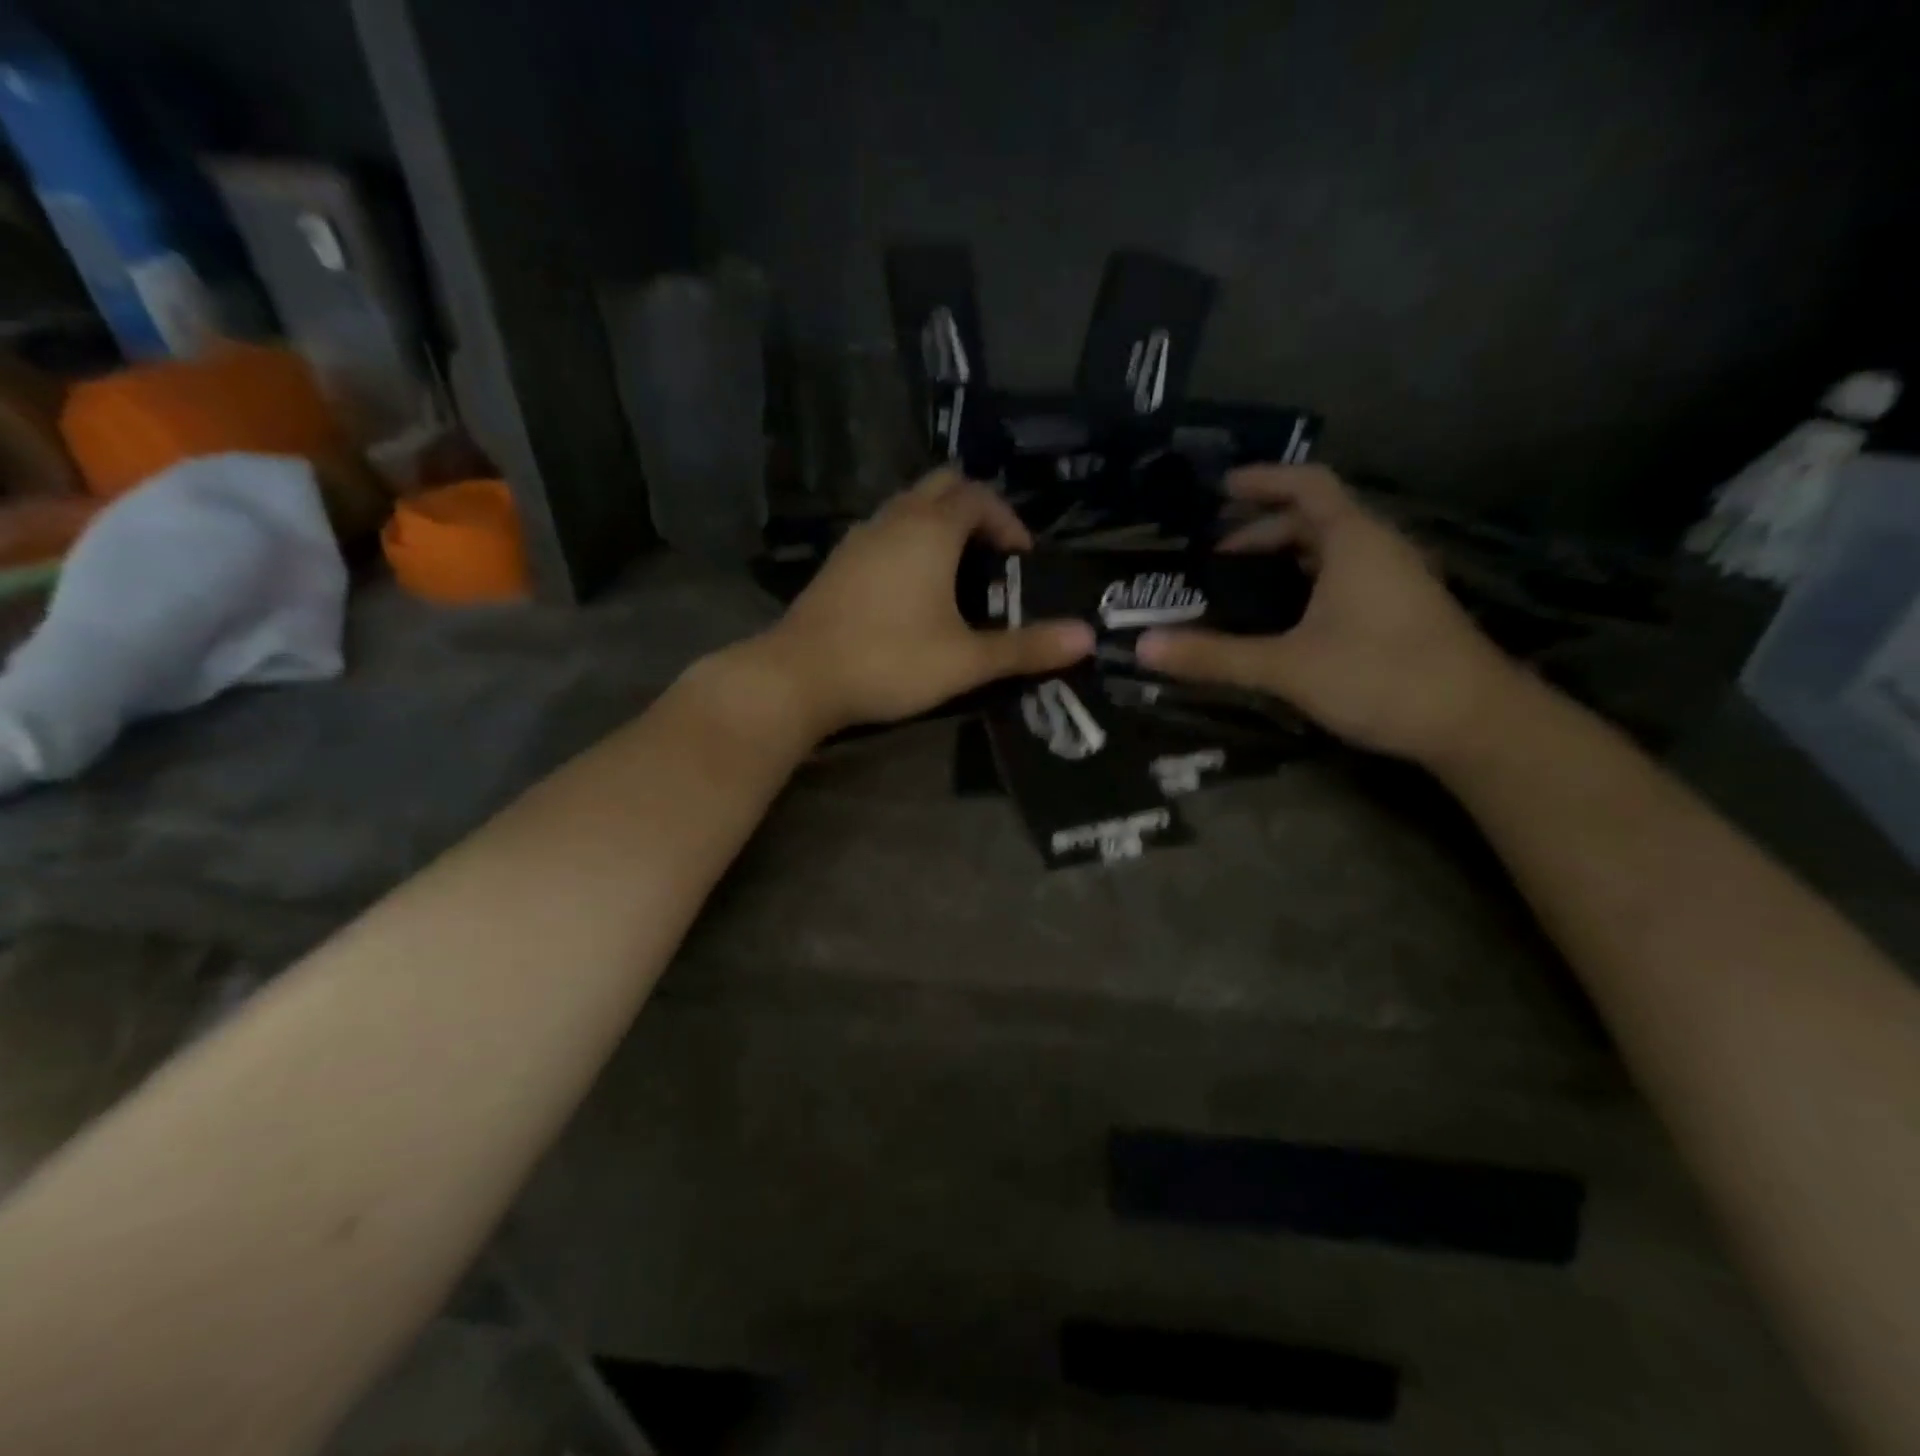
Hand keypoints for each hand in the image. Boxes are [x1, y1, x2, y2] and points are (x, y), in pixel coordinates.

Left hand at [767, 469, 1093, 732]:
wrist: (798, 676)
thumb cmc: (890, 661)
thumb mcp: (966, 660)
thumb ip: (1026, 647)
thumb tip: (1088, 638)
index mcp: (930, 530)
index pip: (978, 496)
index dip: (1007, 520)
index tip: (1022, 559)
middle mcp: (894, 520)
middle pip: (941, 486)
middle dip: (974, 509)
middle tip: (992, 554)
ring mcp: (859, 538)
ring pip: (907, 507)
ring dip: (938, 525)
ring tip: (958, 572)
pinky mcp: (838, 562)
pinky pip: (883, 531)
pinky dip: (908, 542)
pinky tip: (911, 590)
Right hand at [1136, 465, 1520, 762]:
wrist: (1475, 722)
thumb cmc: (1380, 676)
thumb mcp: (1287, 666)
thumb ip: (1214, 655)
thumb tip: (1144, 646)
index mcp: (1353, 541)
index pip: (1306, 485)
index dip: (1262, 481)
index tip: (1220, 490)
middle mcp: (1377, 547)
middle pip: (1315, 518)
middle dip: (1261, 530)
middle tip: (1214, 556)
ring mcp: (1395, 579)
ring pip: (1331, 550)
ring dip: (1285, 557)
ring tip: (1240, 583)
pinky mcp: (1401, 610)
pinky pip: (1345, 576)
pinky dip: (1306, 581)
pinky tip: (1284, 616)